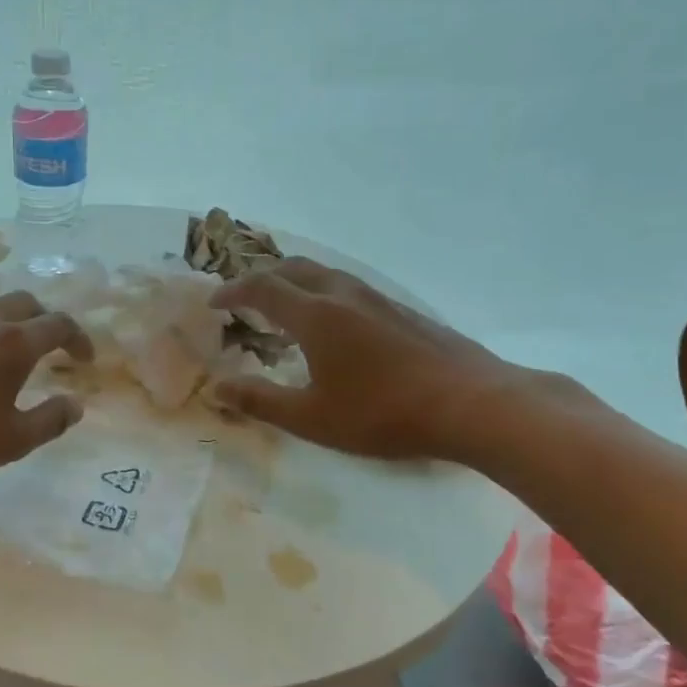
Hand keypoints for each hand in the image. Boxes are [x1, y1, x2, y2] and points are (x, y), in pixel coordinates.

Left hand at [0, 292, 92, 481]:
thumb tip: (77, 405)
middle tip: (49, 347)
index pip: (59, 325)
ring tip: (6, 351)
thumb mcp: (11, 441)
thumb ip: (51, 421)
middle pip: (27, 302)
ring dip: (8, 321)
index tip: (84, 359)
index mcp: (14, 343)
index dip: (79, 339)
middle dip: (45, 320)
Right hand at [212, 258, 526, 462]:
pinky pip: (347, 287)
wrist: (472, 403)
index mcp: (315, 315)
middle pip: (292, 269)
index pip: (261, 288)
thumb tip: (216, 388)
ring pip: (323, 274)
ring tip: (282, 306)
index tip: (213, 303)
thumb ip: (260, 401)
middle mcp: (342, 295)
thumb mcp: (312, 417)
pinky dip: (322, 293)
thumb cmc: (383, 413)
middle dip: (260, 278)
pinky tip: (332, 324)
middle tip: (242, 298)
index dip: (232, 292)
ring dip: (293, 282)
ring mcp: (376, 298)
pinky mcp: (401, 310)